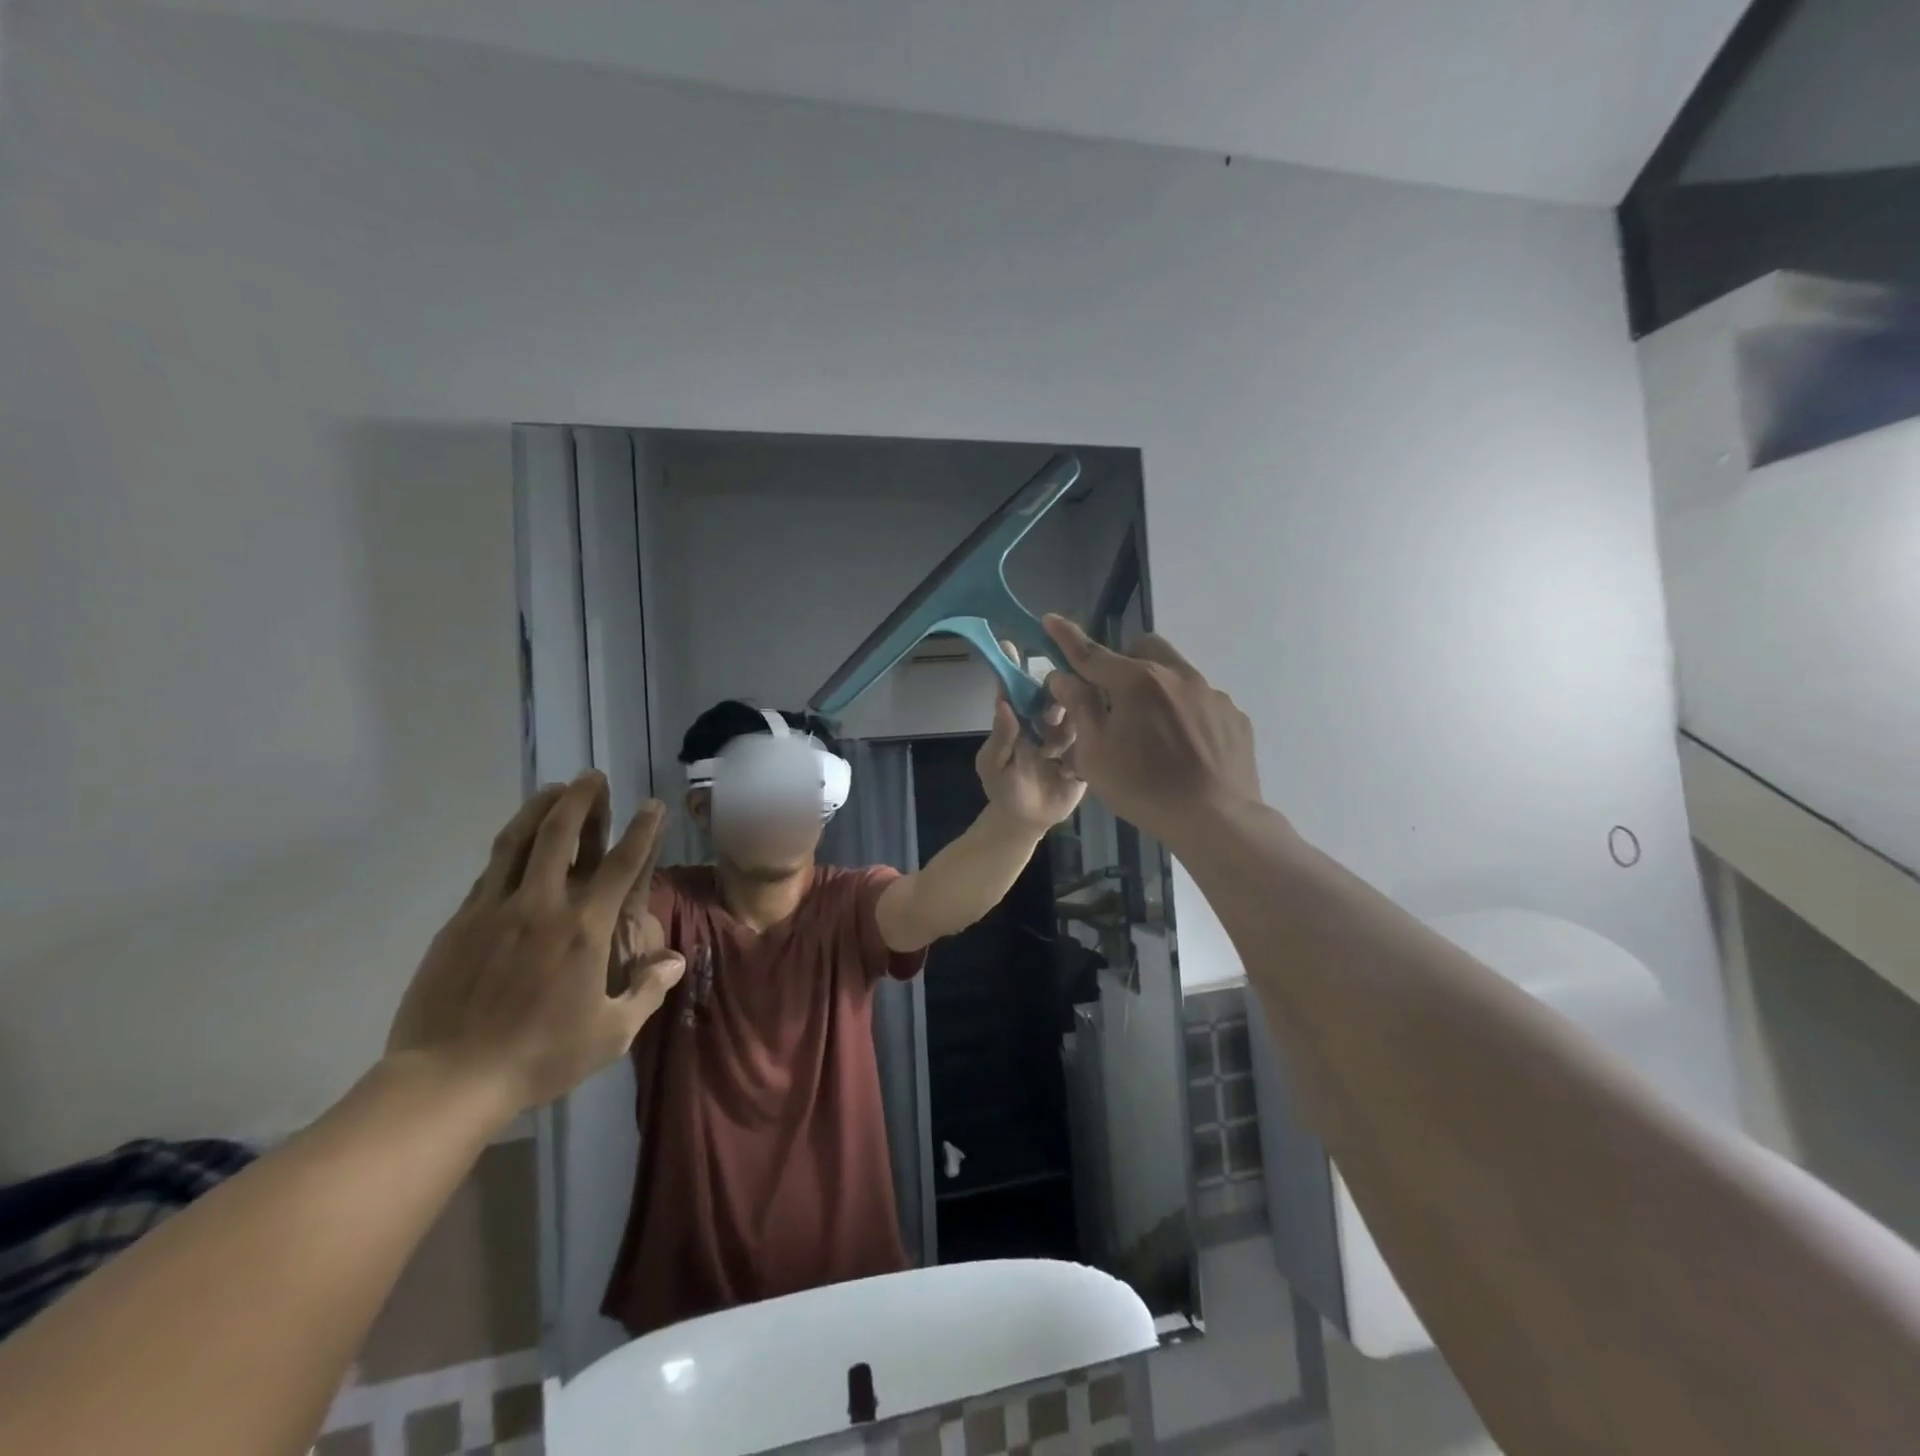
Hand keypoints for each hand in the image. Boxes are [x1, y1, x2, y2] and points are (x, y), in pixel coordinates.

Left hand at [386, 773, 684, 1115]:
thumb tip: (675, 960)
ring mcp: (494, 910)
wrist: (448, 1080)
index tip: (652, 805)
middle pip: (560, 835)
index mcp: (584, 929)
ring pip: (517, 842)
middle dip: (580, 800)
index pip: (620, 866)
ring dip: (539, 809)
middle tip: (591, 777)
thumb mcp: (611, 1034)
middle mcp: (541, 906)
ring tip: (553, 788)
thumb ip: (648, 991)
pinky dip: (508, 847)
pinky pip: (489, 872)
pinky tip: (515, 842)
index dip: (641, 832)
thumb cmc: (540, 1057)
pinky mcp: (459, 923)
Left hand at [975, 644, 1086, 831]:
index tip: (1011, 643)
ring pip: (1076, 713)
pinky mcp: (1087, 751)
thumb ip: (1000, 737)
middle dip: (1056, 692)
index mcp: (1019, 719)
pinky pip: (1093, 737)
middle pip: (1053, 695)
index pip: (1015, 688)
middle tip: (1054, 703)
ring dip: (1072, 720)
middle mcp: (1044, 721)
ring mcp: (1068, 735)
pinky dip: (1091, 738)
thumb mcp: (994, 765)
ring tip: (1064, 742)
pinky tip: (1085, 749)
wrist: (1029, 820)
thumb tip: (1003, 703)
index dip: (1013, 666)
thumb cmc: (1004, 789)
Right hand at [1041, 615, 1262, 843]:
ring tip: (1154, 733)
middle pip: (1143, 649)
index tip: (1050, 620)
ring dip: (1157, 689)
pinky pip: (1201, 701)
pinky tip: (1185, 748)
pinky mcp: (1233, 716)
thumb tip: (1063, 677)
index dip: (1066, 637)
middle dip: (1124, 662)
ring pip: (1176, 674)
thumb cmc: (1144, 788)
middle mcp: (1177, 675)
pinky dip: (1185, 713)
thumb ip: (1079, 707)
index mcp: (1136, 681)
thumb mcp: (1095, 754)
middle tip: (1114, 698)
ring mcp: (1211, 694)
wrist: (1216, 820)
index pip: (1091, 653)